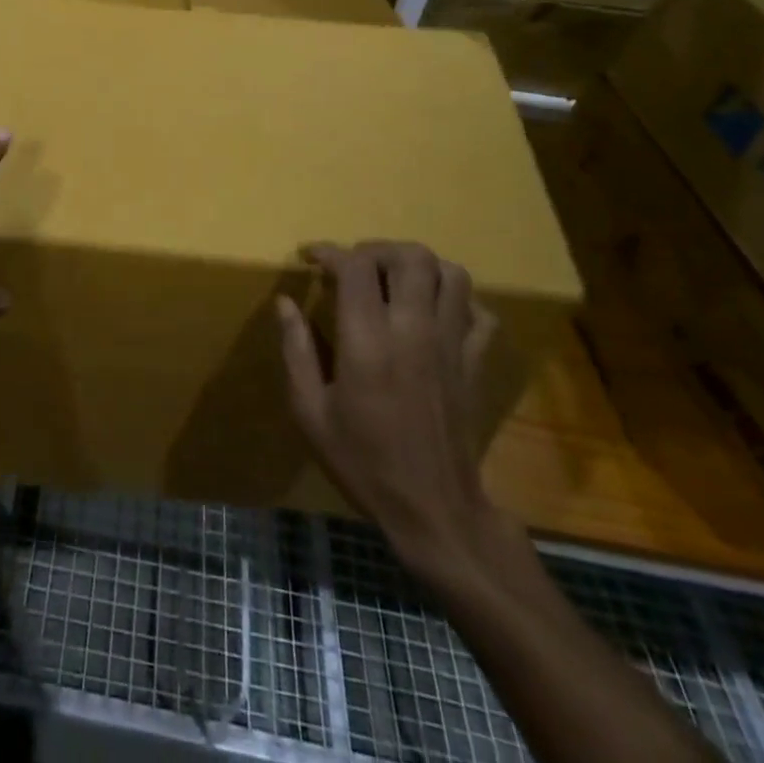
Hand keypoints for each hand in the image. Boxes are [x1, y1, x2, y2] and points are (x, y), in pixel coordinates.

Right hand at [277, 241, 501, 576]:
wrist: (435, 512)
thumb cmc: (363, 461)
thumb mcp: (310, 411)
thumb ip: (296, 350)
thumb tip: (285, 303)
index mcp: (368, 340)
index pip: (356, 266)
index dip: (330, 251)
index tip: (311, 258)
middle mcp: (414, 330)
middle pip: (411, 256)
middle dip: (378, 250)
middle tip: (355, 267)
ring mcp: (452, 344)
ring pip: (451, 274)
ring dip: (419, 267)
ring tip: (394, 283)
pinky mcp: (476, 364)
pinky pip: (479, 312)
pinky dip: (457, 300)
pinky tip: (433, 313)